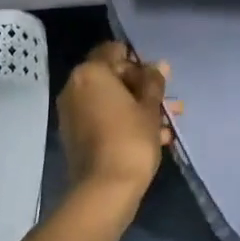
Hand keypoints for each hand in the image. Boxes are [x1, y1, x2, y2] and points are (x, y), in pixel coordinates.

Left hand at [58, 42, 170, 198]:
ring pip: (109, 101)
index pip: (114, 51)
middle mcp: (74, 87)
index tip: (157, 79)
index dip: (138, 62)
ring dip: (136, 108)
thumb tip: (158, 65)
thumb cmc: (131, 140)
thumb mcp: (150, 108)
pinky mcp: (74, 135)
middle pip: (111, 77)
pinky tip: (152, 139)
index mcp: (90, 72)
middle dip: (140, 88)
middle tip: (167, 103)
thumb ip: (153, 83)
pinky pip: (101, 119)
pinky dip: (122, 123)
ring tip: (166, 126)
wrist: (105, 189)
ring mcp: (71, 113)